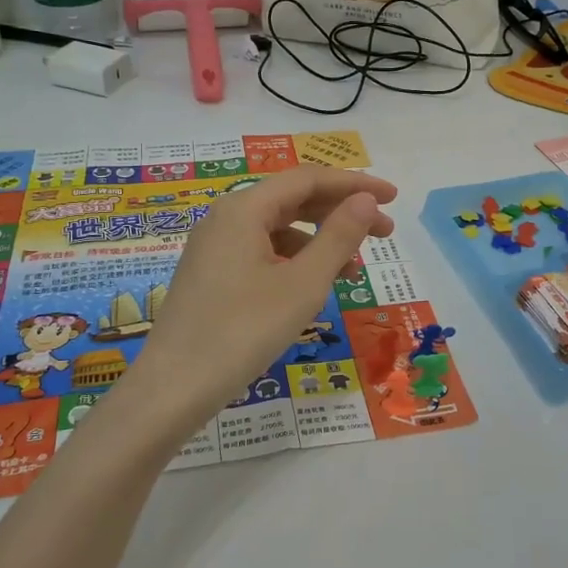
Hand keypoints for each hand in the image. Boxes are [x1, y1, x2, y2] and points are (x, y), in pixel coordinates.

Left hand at [121, 166, 395, 437]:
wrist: (173, 389)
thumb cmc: (243, 331)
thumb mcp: (303, 284)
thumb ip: (339, 237)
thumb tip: (365, 201)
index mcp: (244, 209)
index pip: (308, 179)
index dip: (355, 184)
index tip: (394, 198)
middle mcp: (225, 218)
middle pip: (293, 199)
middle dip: (340, 212)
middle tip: (384, 233)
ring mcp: (214, 247)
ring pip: (278, 228)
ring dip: (320, 240)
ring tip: (353, 269)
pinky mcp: (211, 275)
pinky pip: (261, 252)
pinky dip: (294, 261)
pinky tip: (311, 286)